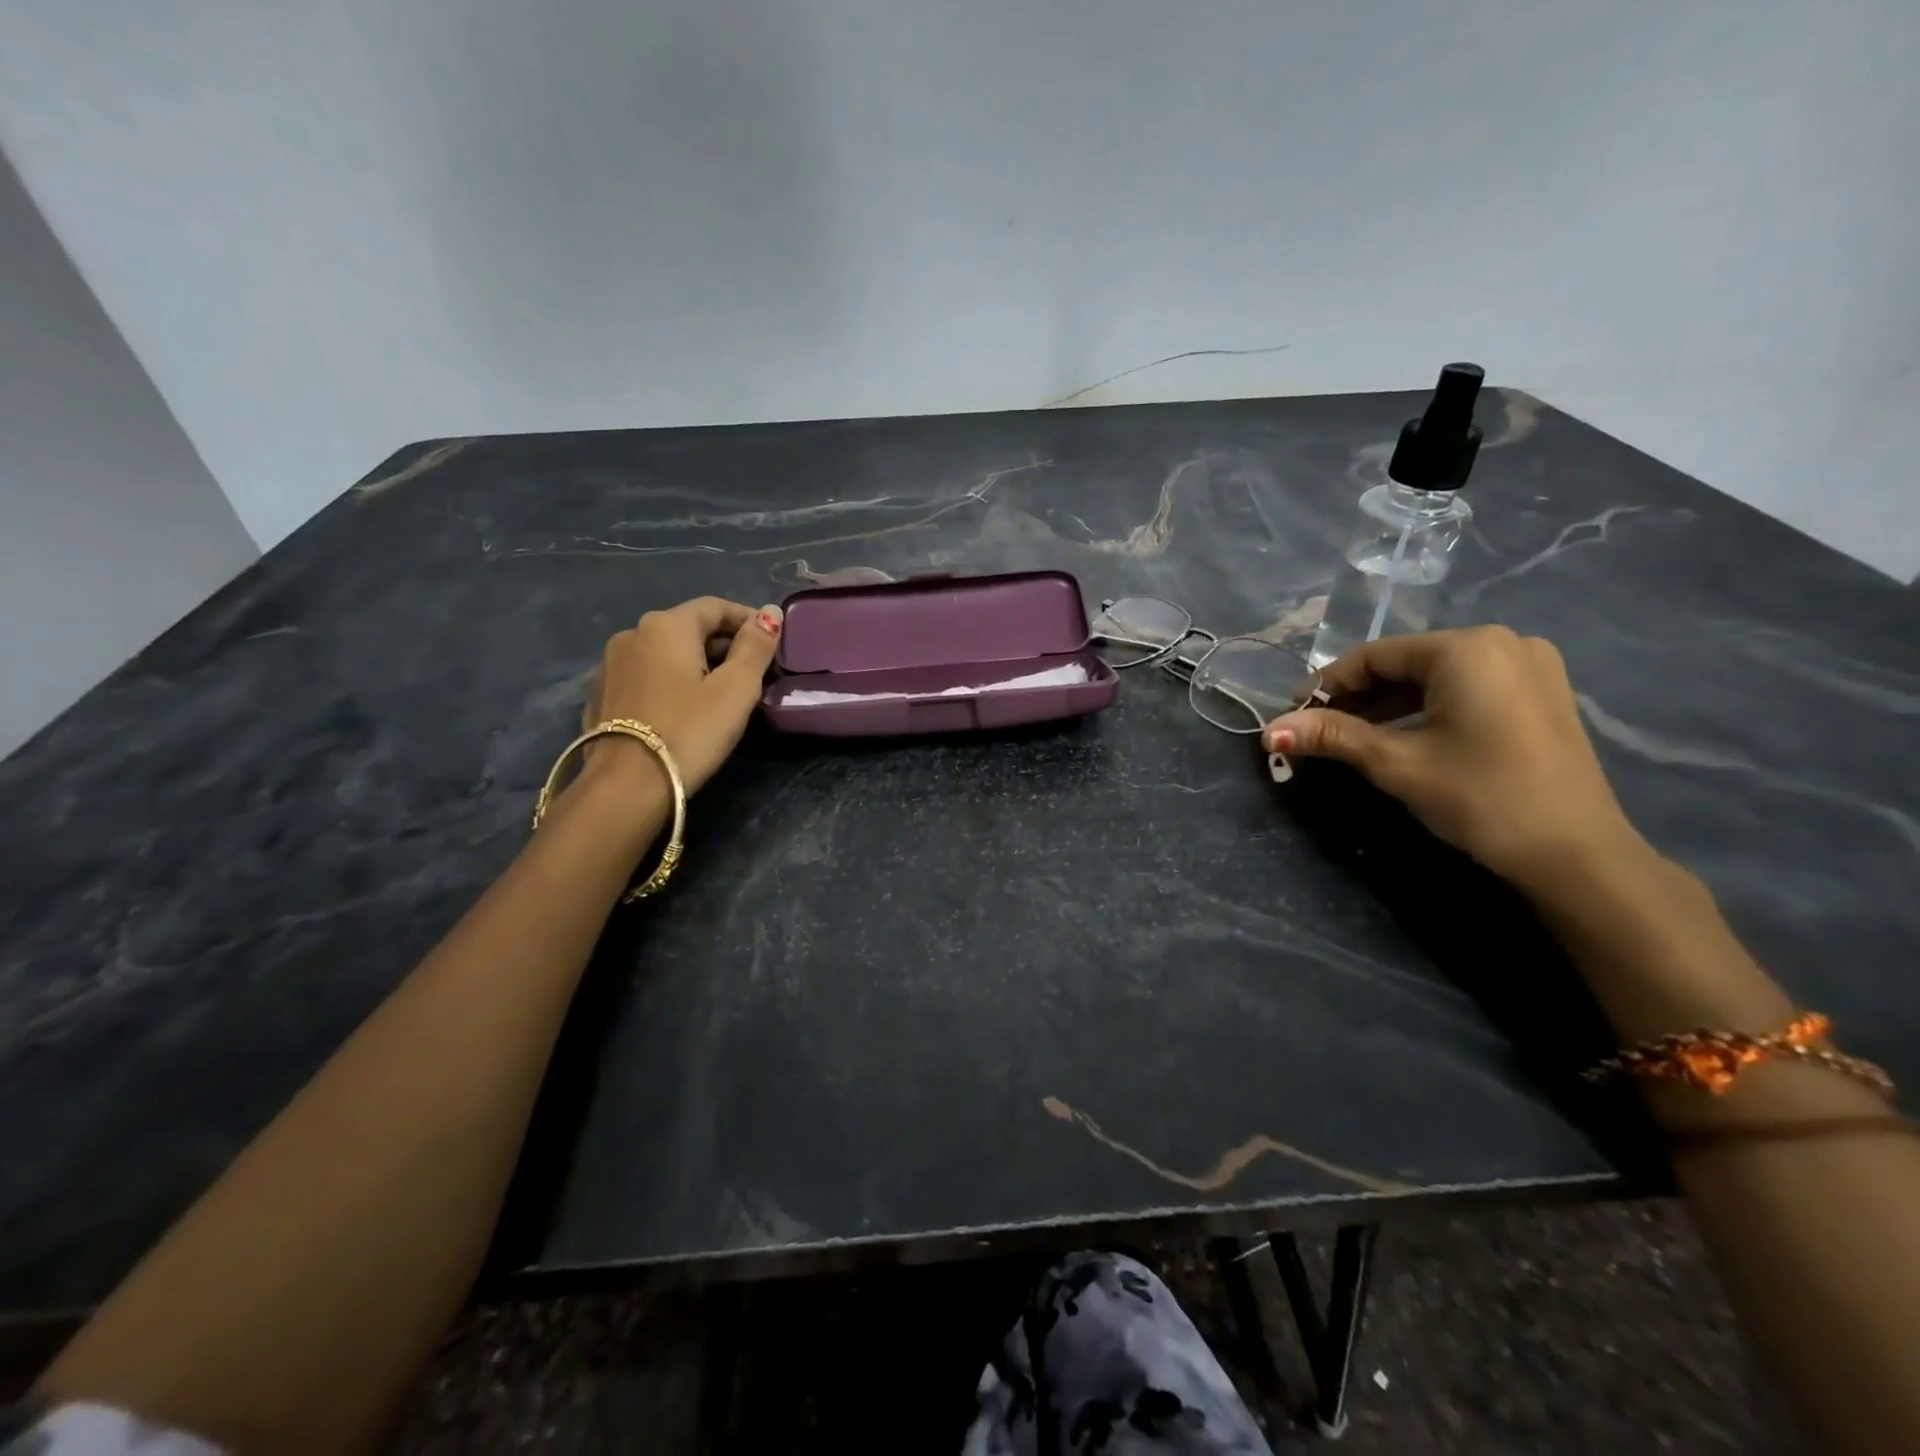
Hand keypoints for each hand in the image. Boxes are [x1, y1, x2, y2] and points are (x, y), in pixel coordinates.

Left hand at [580, 597, 783, 795]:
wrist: (626, 786)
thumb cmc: (690, 732)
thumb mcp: (736, 690)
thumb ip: (755, 647)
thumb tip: (770, 612)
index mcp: (666, 625)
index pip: (715, 607)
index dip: (748, 620)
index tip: (771, 644)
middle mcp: (632, 634)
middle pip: (688, 628)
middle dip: (724, 644)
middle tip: (753, 673)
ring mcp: (610, 665)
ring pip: (665, 653)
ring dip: (696, 663)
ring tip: (720, 693)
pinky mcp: (601, 695)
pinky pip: (647, 676)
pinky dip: (671, 681)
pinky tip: (684, 709)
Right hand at [1263, 626, 1646, 889]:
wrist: (1576, 854)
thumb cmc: (1480, 796)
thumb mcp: (1396, 762)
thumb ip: (1331, 736)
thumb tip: (1268, 729)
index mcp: (1466, 648)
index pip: (1374, 656)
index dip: (1326, 685)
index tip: (1293, 715)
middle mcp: (1501, 642)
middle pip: (1405, 663)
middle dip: (1357, 697)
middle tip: (1319, 730)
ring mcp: (1528, 665)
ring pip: (1434, 676)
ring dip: (1388, 703)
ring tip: (1352, 738)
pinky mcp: (1540, 692)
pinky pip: (1465, 687)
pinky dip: (1426, 707)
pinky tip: (1402, 735)